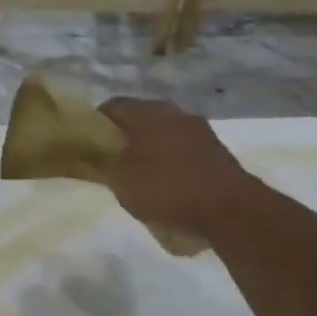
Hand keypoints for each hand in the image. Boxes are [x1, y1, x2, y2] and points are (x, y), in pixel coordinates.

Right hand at [98, 98, 252, 241]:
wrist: (230, 209)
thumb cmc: (167, 188)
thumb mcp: (121, 179)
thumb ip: (102, 162)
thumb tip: (91, 152)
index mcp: (149, 112)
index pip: (113, 106)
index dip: (94, 123)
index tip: (86, 145)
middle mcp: (176, 113)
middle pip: (140, 118)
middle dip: (123, 137)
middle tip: (109, 162)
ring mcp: (200, 131)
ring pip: (163, 134)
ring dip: (148, 150)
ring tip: (136, 176)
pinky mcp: (216, 152)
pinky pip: (182, 150)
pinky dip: (169, 162)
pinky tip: (165, 185)